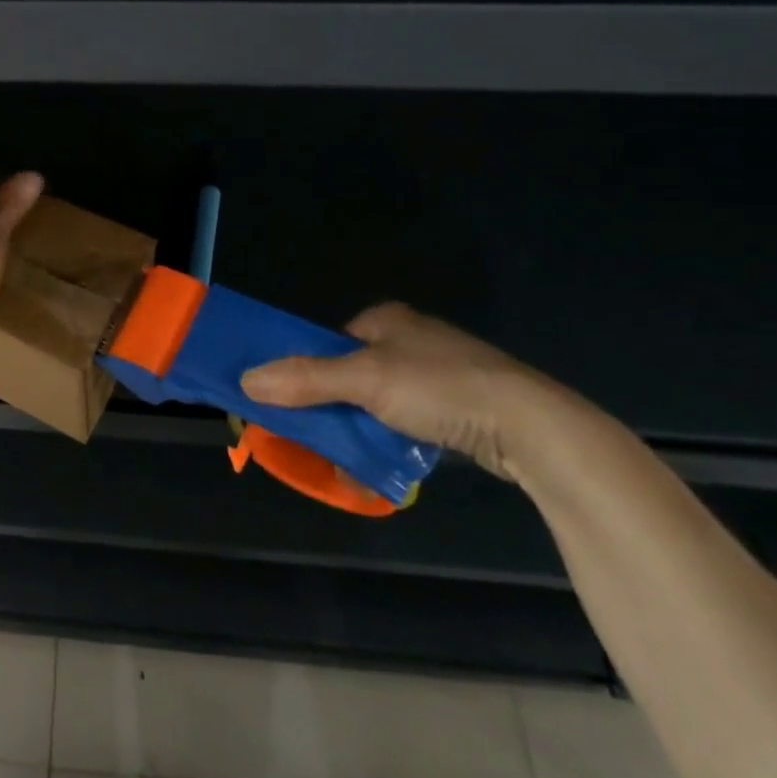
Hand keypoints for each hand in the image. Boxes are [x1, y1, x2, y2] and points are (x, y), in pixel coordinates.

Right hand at [239, 302, 597, 481]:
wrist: (531, 426)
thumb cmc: (440, 388)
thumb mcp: (365, 381)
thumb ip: (305, 379)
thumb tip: (245, 380)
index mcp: (385, 319)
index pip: (327, 342)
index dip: (304, 369)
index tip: (288, 401)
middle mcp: (410, 338)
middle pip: (350, 372)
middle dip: (331, 403)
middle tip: (316, 434)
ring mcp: (438, 372)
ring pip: (378, 399)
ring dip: (360, 425)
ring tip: (348, 454)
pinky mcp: (460, 405)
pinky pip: (407, 419)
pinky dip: (391, 437)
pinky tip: (386, 459)